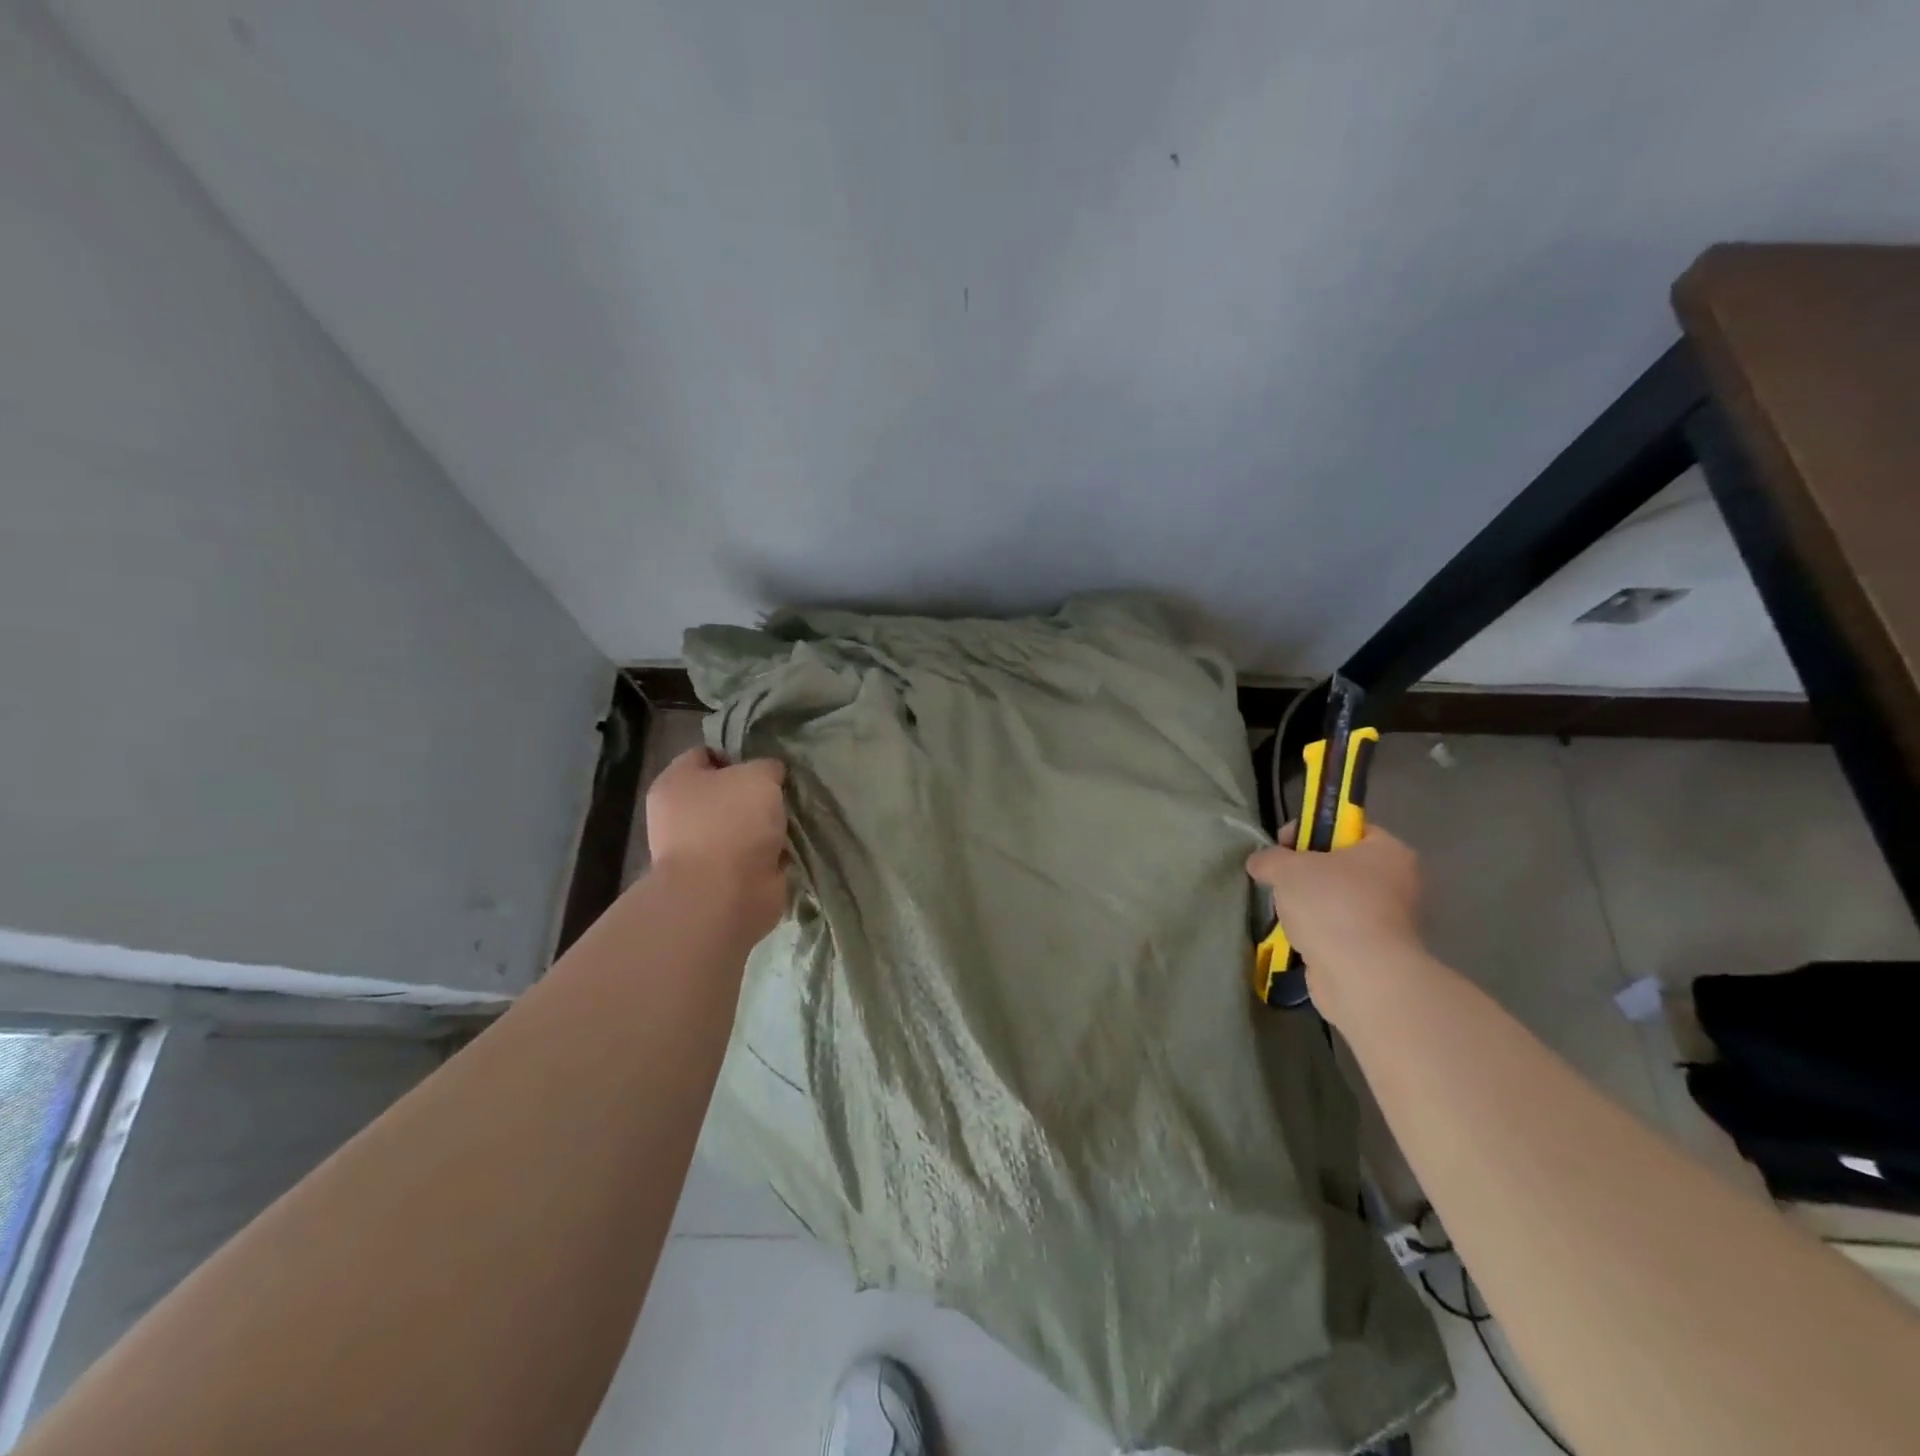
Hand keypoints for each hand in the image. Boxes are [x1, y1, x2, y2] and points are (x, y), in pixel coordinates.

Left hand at [646, 749, 789, 937]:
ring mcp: (700, 850)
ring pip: (742, 825)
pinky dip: (771, 854)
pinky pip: (753, 855)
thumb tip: (771, 775)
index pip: (706, 754)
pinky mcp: (722, 879)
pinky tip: (792, 846)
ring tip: (794, 818)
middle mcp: (681, 815)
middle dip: (756, 793)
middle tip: (786, 791)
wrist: (723, 896)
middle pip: (726, 792)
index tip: (768, 762)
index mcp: (676, 783)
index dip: (737, 754)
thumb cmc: (731, 823)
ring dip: (766, 825)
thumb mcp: (758, 776)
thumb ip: (767, 767)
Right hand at [1247, 824, 1424, 1022]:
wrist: (1359, 975)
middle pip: (1339, 865)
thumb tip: (1260, 862)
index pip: (1347, 827)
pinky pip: (1338, 930)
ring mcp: (1389, 920)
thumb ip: (1270, 858)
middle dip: (1304, 872)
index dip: (1309, 830)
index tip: (1281, 846)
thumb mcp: (1287, 868)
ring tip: (1285, 913)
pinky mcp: (1376, 951)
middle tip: (1279, 880)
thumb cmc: (1330, 905)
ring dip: (1309, 904)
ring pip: (1337, 900)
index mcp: (1388, 851)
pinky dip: (1317, 932)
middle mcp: (1397, 882)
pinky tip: (1297, 937)